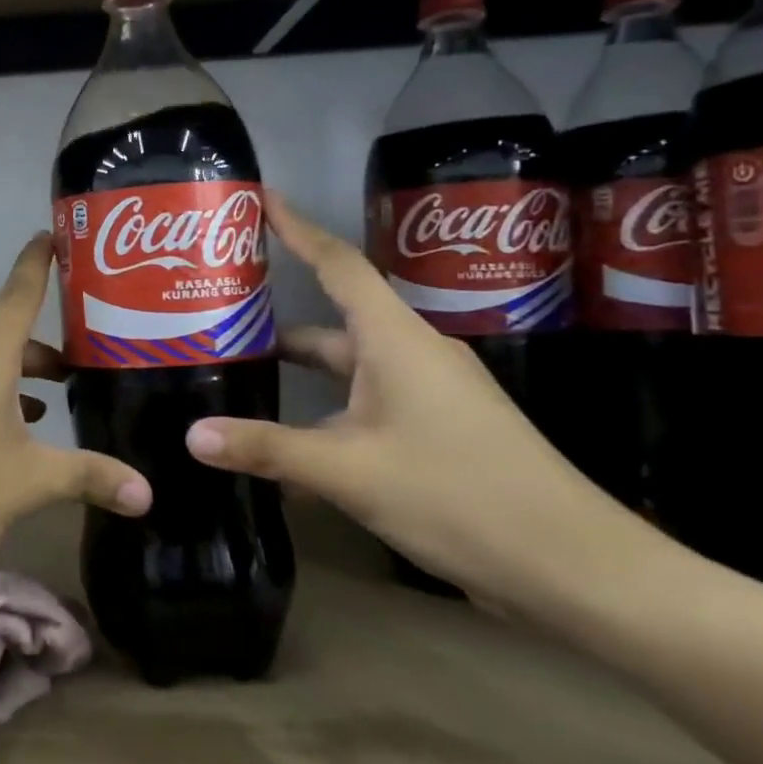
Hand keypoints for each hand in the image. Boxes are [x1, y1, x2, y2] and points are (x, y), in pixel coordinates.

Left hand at [0, 233, 150, 606]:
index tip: (52, 233)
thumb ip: (89, 477)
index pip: (19, 290)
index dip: (39, 261)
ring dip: (11, 382)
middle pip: (4, 337)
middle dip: (42, 357)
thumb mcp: (27, 483)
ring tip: (48, 413)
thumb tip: (149, 493)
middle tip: (84, 378)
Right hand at [184, 193, 654, 613]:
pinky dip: (322, 418)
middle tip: (218, 317)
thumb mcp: (349, 471)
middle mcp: (410, 355)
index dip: (296, 228)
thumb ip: (267, 449)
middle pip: (332, 323)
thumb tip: (191, 435)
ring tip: (239, 380)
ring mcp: (425, 395)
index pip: (338, 264)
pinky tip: (285, 450)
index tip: (259, 198)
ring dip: (298, 376)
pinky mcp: (433, 431)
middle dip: (276, 322)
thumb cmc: (458, 494)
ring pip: (346, 372)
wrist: (570, 564)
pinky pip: (362, 409)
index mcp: (395, 340)